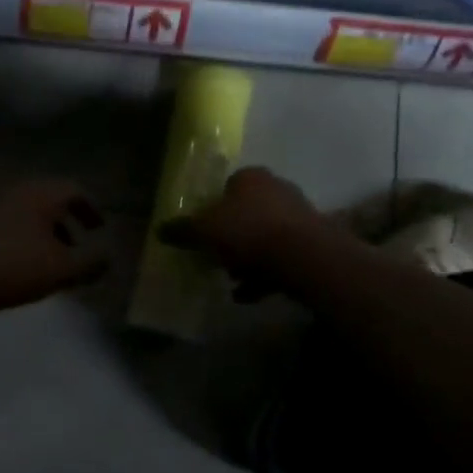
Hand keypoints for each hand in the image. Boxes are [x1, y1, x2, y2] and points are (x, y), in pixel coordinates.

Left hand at [0, 180, 111, 324]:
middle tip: (80, 247)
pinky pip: (10, 230)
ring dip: (46, 236)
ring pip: (28, 217)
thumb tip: (110, 257)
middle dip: (68, 223)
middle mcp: (18, 194)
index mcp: (42, 195)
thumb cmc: (10, 267)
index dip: (91, 208)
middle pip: (50, 201)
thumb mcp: (60, 270)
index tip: (100, 227)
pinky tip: (23, 272)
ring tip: (54, 266)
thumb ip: (90, 263)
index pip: (75, 190)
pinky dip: (25, 244)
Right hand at [160, 167, 326, 298]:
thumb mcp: (204, 231)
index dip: (213, 208)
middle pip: (247, 213)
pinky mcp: (312, 242)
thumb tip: (160, 230)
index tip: (204, 231)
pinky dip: (264, 275)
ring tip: (232, 280)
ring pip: (265, 237)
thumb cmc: (248, 231)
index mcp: (251, 178)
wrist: (303, 256)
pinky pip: (281, 258)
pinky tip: (248, 295)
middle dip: (232, 237)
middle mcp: (277, 189)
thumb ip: (182, 230)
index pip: (228, 186)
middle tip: (216, 258)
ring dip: (248, 259)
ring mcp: (299, 216)